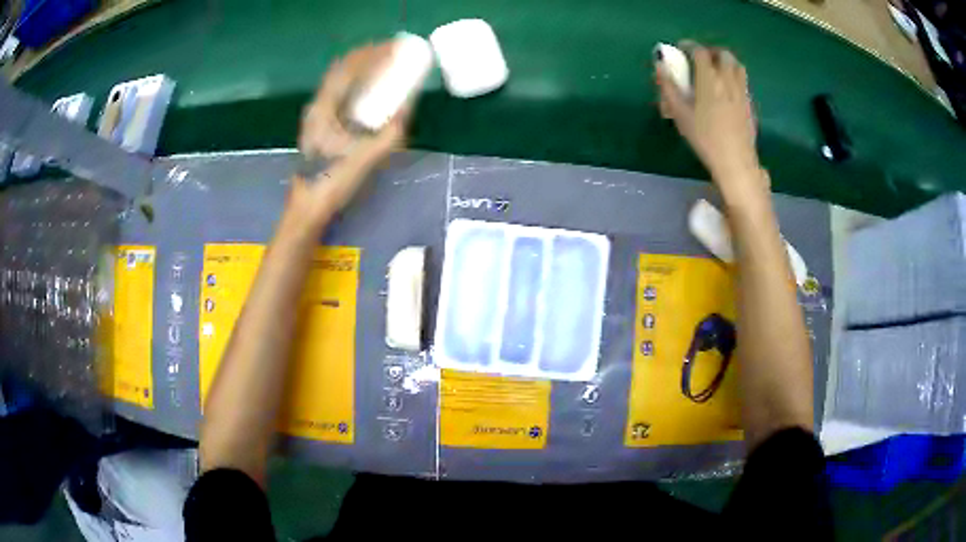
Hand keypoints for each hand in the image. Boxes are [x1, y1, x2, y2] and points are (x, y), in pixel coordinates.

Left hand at [292, 42, 410, 226]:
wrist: (308, 207)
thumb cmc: (333, 183)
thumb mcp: (367, 157)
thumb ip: (389, 132)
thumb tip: (407, 106)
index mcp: (324, 109)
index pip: (348, 69)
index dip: (372, 54)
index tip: (394, 47)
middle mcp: (318, 107)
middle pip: (342, 70)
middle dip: (368, 57)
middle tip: (393, 52)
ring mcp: (317, 116)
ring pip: (340, 82)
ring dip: (362, 69)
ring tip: (385, 65)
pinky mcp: (321, 126)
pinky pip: (341, 95)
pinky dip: (358, 85)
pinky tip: (372, 90)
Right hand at [655, 43, 766, 201]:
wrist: (735, 161)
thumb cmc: (705, 138)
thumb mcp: (680, 114)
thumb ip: (668, 87)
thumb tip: (659, 65)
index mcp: (709, 79)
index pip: (700, 51)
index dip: (689, 46)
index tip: (681, 50)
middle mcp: (728, 79)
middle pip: (722, 54)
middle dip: (710, 52)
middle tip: (700, 59)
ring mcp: (742, 91)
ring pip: (737, 65)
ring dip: (725, 62)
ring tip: (716, 71)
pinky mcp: (750, 103)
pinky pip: (743, 81)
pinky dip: (734, 76)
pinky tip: (727, 89)